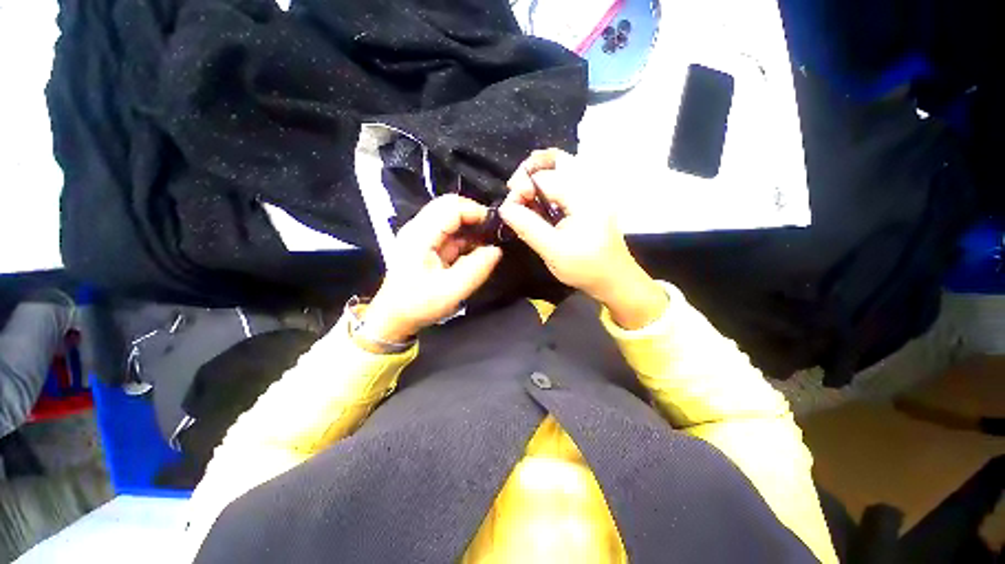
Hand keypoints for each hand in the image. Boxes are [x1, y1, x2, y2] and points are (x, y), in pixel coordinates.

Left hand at [364, 195, 502, 342]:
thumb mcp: (451, 290)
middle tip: (492, 235)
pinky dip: (464, 239)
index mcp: (420, 235)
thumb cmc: (418, 304)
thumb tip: (496, 250)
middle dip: (474, 218)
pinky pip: (449, 232)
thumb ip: (476, 268)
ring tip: (486, 246)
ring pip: (450, 218)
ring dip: (470, 229)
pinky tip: (473, 253)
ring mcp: (420, 234)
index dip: (476, 212)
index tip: (495, 228)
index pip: (452, 206)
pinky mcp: (424, 243)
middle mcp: (418, 228)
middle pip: (450, 206)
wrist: (394, 316)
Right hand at [499, 149, 666, 328]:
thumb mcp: (553, 250)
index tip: (508, 210)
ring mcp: (590, 192)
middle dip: (529, 171)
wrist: (615, 279)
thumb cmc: (586, 268)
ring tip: (521, 194)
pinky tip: (536, 203)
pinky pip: (564, 184)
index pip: (544, 179)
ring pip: (560, 168)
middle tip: (513, 192)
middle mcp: (589, 186)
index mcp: (584, 196)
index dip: (521, 190)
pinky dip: (547, 188)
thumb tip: (504, 209)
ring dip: (538, 176)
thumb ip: (528, 227)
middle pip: (556, 160)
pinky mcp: (587, 202)